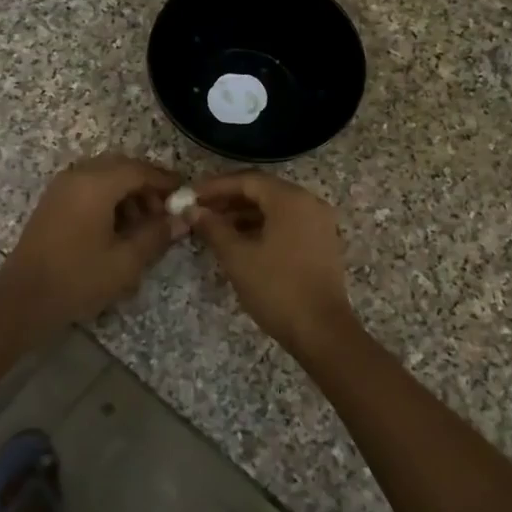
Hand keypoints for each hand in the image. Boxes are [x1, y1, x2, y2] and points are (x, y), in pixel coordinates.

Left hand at [0, 154, 182, 331]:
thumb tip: (182, 220)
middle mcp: (77, 176)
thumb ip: (156, 235)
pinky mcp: (53, 203)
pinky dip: (109, 199)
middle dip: (147, 186)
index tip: (186, 196)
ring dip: (128, 193)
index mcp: (96, 184)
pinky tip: (119, 229)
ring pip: (104, 177)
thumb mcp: (126, 261)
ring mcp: (61, 188)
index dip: (166, 181)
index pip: (140, 170)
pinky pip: (88, 188)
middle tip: (166, 212)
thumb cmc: (78, 279)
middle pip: (121, 167)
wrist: (22, 301)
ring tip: (144, 225)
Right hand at [185, 171, 359, 357]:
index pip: (247, 180)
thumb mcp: (238, 257)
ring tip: (214, 228)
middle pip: (263, 191)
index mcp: (291, 199)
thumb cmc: (277, 289)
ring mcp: (320, 223)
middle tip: (198, 211)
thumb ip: (213, 228)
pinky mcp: (322, 243)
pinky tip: (240, 242)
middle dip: (229, 199)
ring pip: (275, 208)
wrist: (322, 331)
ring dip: (244, 214)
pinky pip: (288, 223)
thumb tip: (191, 210)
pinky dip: (263, 227)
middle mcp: (310, 203)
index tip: (189, 196)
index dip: (215, 186)